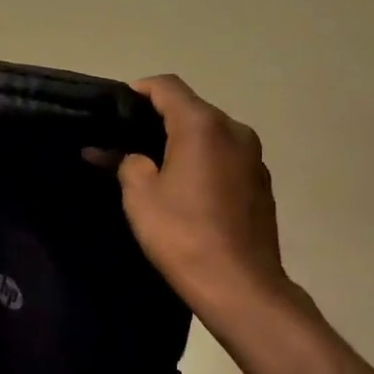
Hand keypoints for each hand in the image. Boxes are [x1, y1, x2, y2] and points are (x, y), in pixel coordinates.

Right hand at [114, 76, 301, 321]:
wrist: (240, 286)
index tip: (112, 109)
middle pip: (190, 108)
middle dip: (156, 119)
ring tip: (150, 165)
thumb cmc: (183, 234)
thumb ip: (127, 162)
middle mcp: (234, 131)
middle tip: (124, 140)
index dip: (137, 91)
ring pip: (208, 134)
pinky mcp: (260, 182)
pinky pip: (223, 157)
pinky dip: (200, 160)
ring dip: (180, 141)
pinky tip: (182, 187)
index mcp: (203, 126)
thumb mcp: (140, 196)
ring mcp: (253, 157)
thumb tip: (123, 154)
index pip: (167, 87)